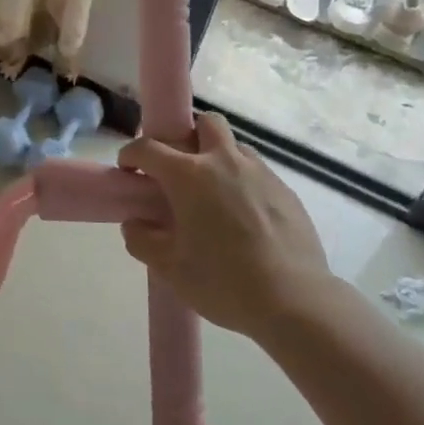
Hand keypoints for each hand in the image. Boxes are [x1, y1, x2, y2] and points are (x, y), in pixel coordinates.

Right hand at [116, 112, 339, 340]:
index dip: (131, 155)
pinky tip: (243, 216)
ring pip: (234, 146)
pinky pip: (257, 172)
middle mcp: (224, 161)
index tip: (128, 170)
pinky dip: (243, 182)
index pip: (149, 148)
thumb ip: (142, 240)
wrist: (295, 301)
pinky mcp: (285, 190)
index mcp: (189, 175)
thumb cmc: (223, 282)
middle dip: (186, 135)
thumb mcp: (169, 268)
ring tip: (213, 194)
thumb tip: (135, 223)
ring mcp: (260, 173)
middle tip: (178, 169)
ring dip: (217, 157)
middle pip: (204, 123)